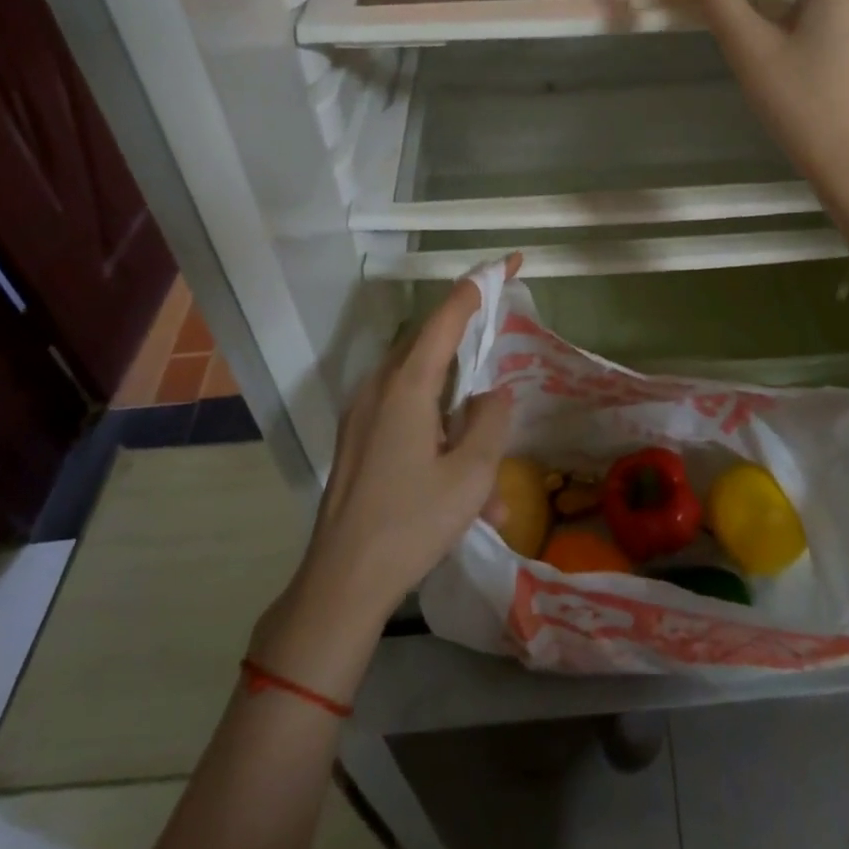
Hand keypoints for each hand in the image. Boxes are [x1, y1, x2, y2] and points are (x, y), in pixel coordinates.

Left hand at [299, 272, 514, 619]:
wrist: (340, 584)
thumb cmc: (411, 524)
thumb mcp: (472, 475)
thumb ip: (491, 420)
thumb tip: (493, 393)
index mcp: (406, 385)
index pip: (447, 316)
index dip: (479, 286)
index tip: (508, 263)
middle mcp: (379, 387)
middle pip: (431, 344)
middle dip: (469, 342)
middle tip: (499, 340)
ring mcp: (362, 414)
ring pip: (422, 388)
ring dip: (458, 415)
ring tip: (488, 483)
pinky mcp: (358, 440)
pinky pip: (405, 417)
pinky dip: (437, 437)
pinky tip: (462, 496)